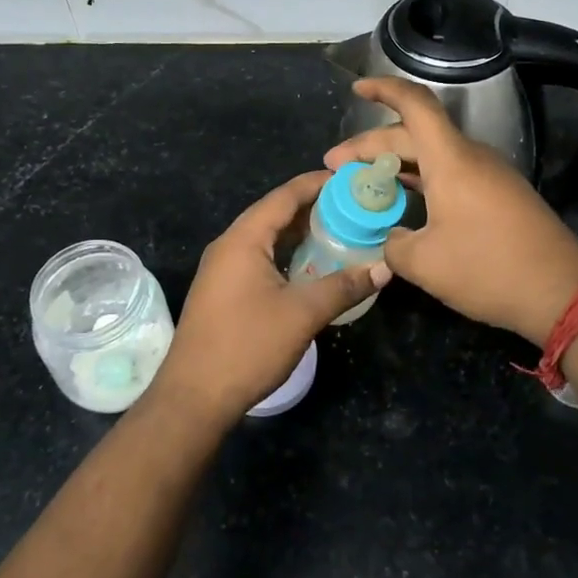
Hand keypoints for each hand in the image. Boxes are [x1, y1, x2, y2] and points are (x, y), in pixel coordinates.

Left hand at [149, 171, 390, 424]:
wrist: (194, 398)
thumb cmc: (247, 346)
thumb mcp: (302, 314)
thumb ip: (344, 286)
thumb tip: (383, 269)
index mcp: (243, 239)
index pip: (284, 196)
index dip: (316, 184)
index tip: (350, 179)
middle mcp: (229, 246)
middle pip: (274, 213)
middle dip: (312, 207)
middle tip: (353, 206)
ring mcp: (222, 270)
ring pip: (267, 238)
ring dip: (300, 233)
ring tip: (339, 230)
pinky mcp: (223, 291)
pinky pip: (259, 258)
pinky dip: (287, 254)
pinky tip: (311, 266)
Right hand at [325, 78, 577, 346]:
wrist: (562, 293)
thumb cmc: (489, 269)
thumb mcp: (425, 264)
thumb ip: (393, 245)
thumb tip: (390, 238)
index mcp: (451, 159)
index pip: (415, 105)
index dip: (383, 90)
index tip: (356, 88)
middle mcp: (470, 157)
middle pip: (414, 134)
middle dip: (372, 146)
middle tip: (337, 166)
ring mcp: (489, 175)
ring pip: (433, 155)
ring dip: (396, 164)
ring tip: (364, 183)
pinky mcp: (499, 195)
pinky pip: (451, 173)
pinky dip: (421, 179)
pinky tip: (404, 202)